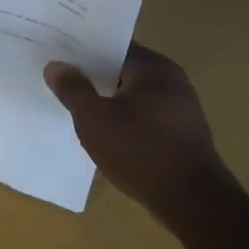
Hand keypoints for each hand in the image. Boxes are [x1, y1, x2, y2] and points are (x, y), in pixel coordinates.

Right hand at [44, 42, 233, 229]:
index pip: (114, 46)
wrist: (193, 202)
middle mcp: (172, 80)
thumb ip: (73, 89)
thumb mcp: (94, 119)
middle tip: (61, 78)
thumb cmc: (140, 151)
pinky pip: (145, 117)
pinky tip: (106, 134)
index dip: (84, 48)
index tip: (59, 52)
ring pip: (134, 96)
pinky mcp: (183, 135)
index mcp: (154, 67)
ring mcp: (181, 108)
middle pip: (124, 70)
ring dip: (109, 100)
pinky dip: (125, 120)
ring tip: (77, 106)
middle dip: (94, 75)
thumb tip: (55, 66)